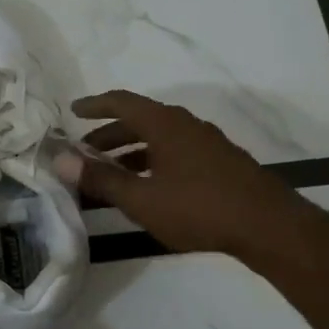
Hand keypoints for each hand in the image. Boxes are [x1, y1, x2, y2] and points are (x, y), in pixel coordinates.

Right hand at [59, 90, 328, 270]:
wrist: (269, 226)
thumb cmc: (199, 208)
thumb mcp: (142, 198)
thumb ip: (100, 179)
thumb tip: (60, 159)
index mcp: (165, 124)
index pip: (122, 102)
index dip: (94, 105)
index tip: (72, 111)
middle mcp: (186, 125)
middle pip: (140, 120)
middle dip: (109, 134)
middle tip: (84, 152)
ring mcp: (206, 143)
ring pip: (158, 139)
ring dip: (130, 151)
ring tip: (110, 174)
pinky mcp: (219, 163)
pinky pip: (174, 152)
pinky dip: (152, 161)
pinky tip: (147, 188)